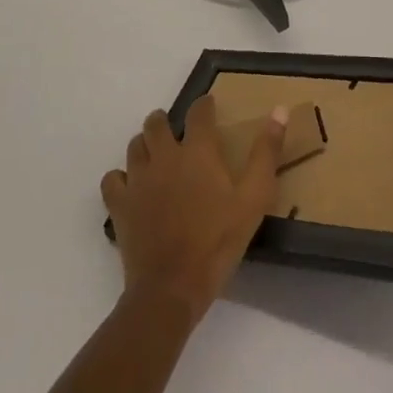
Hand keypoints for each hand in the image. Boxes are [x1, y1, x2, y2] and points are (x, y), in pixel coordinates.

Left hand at [102, 98, 286, 322]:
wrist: (172, 287)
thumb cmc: (218, 241)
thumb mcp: (254, 198)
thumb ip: (266, 152)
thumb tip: (279, 110)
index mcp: (197, 151)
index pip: (198, 112)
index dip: (204, 105)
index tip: (210, 106)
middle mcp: (163, 156)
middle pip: (156, 122)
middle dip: (166, 121)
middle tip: (177, 132)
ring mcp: (137, 180)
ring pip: (134, 146)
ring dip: (145, 144)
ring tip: (156, 156)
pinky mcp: (119, 204)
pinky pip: (113, 178)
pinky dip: (122, 177)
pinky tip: (132, 186)